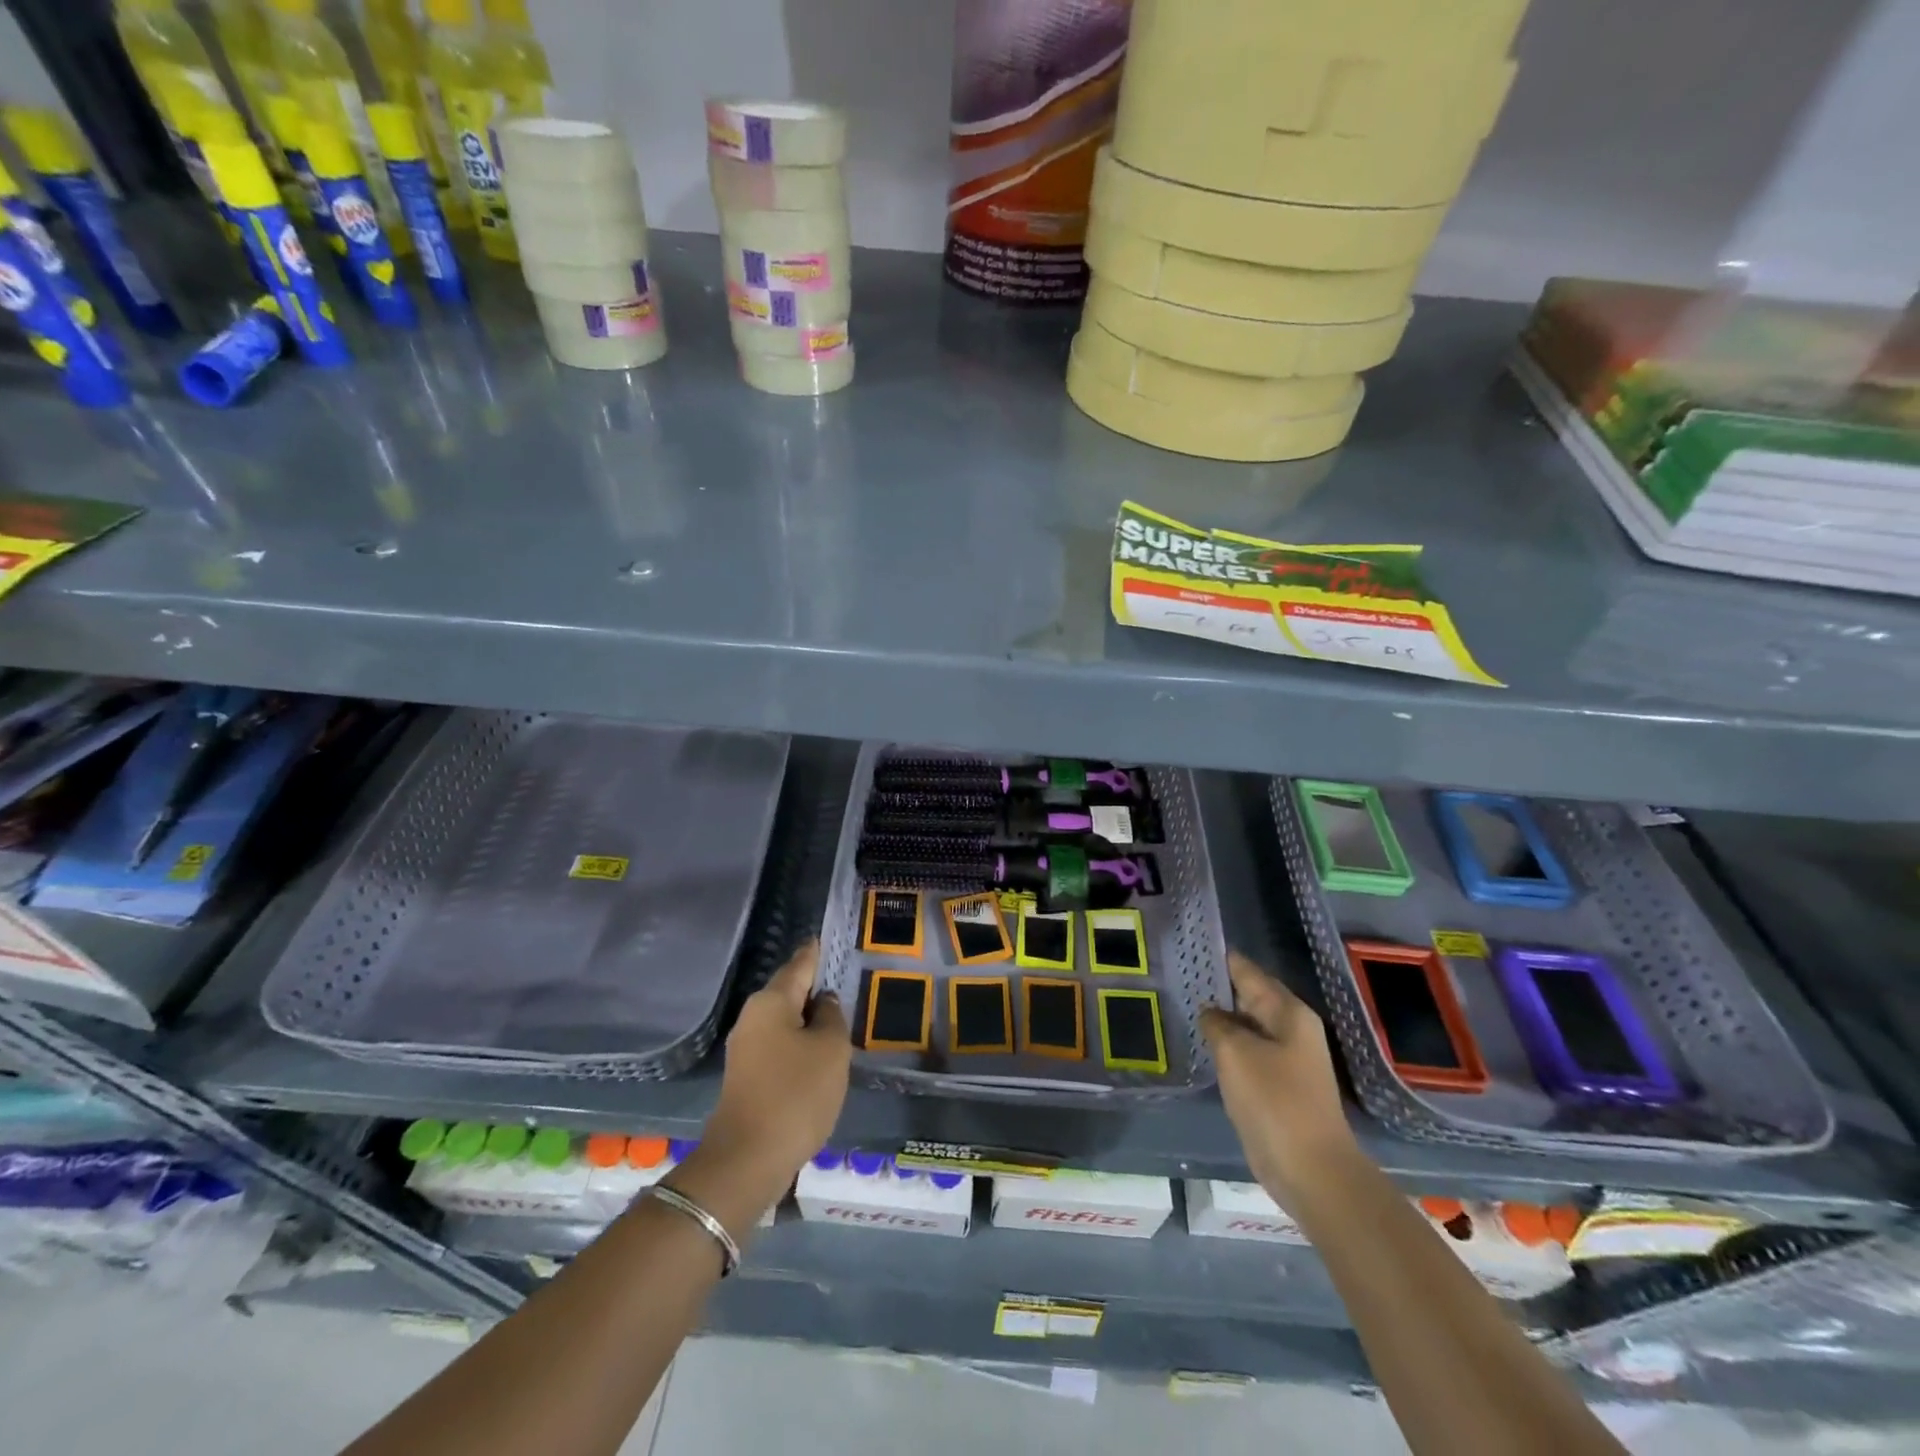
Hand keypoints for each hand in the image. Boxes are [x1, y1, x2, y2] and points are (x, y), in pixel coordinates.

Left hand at [686, 943, 849, 1223]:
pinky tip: (820, 1056)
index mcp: (771, 1002)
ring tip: (840, 1019)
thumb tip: (824, 1002)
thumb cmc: (796, 1094)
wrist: (747, 1160)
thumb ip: (832, 1017)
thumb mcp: (830, 1050)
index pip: (800, 964)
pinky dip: (800, 1046)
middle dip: (815, 988)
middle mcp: (752, 1017)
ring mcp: (745, 1049)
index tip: (828, 938)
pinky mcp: (747, 1077)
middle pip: (790, 992)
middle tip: (847, 982)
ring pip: (785, 1022)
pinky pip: (780, 1047)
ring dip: (809, 1021)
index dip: (816, 952)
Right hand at [1200, 951, 1357, 1208]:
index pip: (1248, 972)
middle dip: (1219, 987)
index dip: (1221, 958)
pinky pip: (1248, 1053)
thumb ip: (1217, 1024)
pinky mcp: (1279, 1086)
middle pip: (1250, 996)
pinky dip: (1228, 1046)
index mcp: (1289, 1013)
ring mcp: (1288, 1059)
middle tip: (1180, 974)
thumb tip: (1210, 1011)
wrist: (1311, 1171)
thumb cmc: (1274, 1102)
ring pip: (1248, 1026)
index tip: (1191, 945)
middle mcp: (1292, 1029)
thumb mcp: (1236, 1053)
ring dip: (1222, 1018)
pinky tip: (1204, 1045)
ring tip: (1185, 1004)